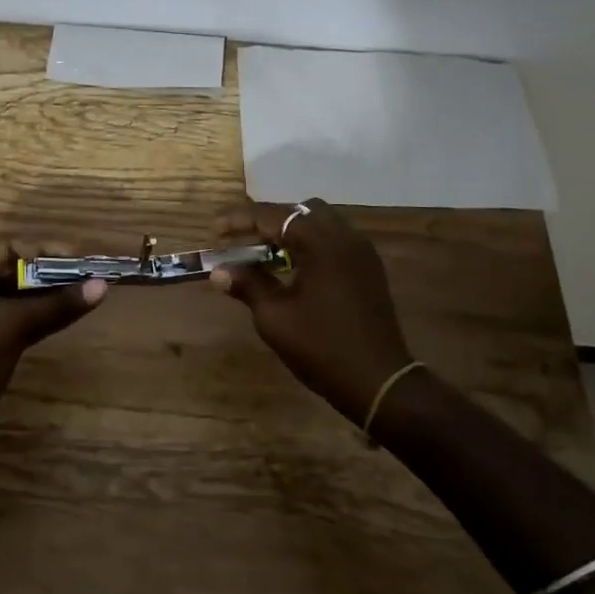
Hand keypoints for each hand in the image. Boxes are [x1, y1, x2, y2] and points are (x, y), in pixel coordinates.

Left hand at [0, 235, 106, 444]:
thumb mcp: (13, 328)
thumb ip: (57, 304)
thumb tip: (102, 285)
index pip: (7, 246)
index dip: (46, 250)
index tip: (81, 258)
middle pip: (11, 267)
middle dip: (49, 272)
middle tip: (88, 276)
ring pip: (14, 293)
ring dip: (46, 294)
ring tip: (84, 292)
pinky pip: (11, 315)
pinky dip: (36, 313)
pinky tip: (66, 313)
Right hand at [211, 200, 413, 424]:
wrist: (380, 383)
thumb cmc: (322, 347)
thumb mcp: (275, 317)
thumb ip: (248, 285)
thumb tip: (219, 271)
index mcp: (322, 242)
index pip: (274, 216)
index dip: (240, 220)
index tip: (214, 229)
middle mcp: (345, 236)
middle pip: (300, 211)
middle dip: (267, 221)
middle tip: (241, 240)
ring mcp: (362, 252)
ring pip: (320, 223)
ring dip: (290, 231)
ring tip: (264, 253)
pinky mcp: (369, 269)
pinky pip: (334, 240)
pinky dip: (310, 244)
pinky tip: (293, 268)